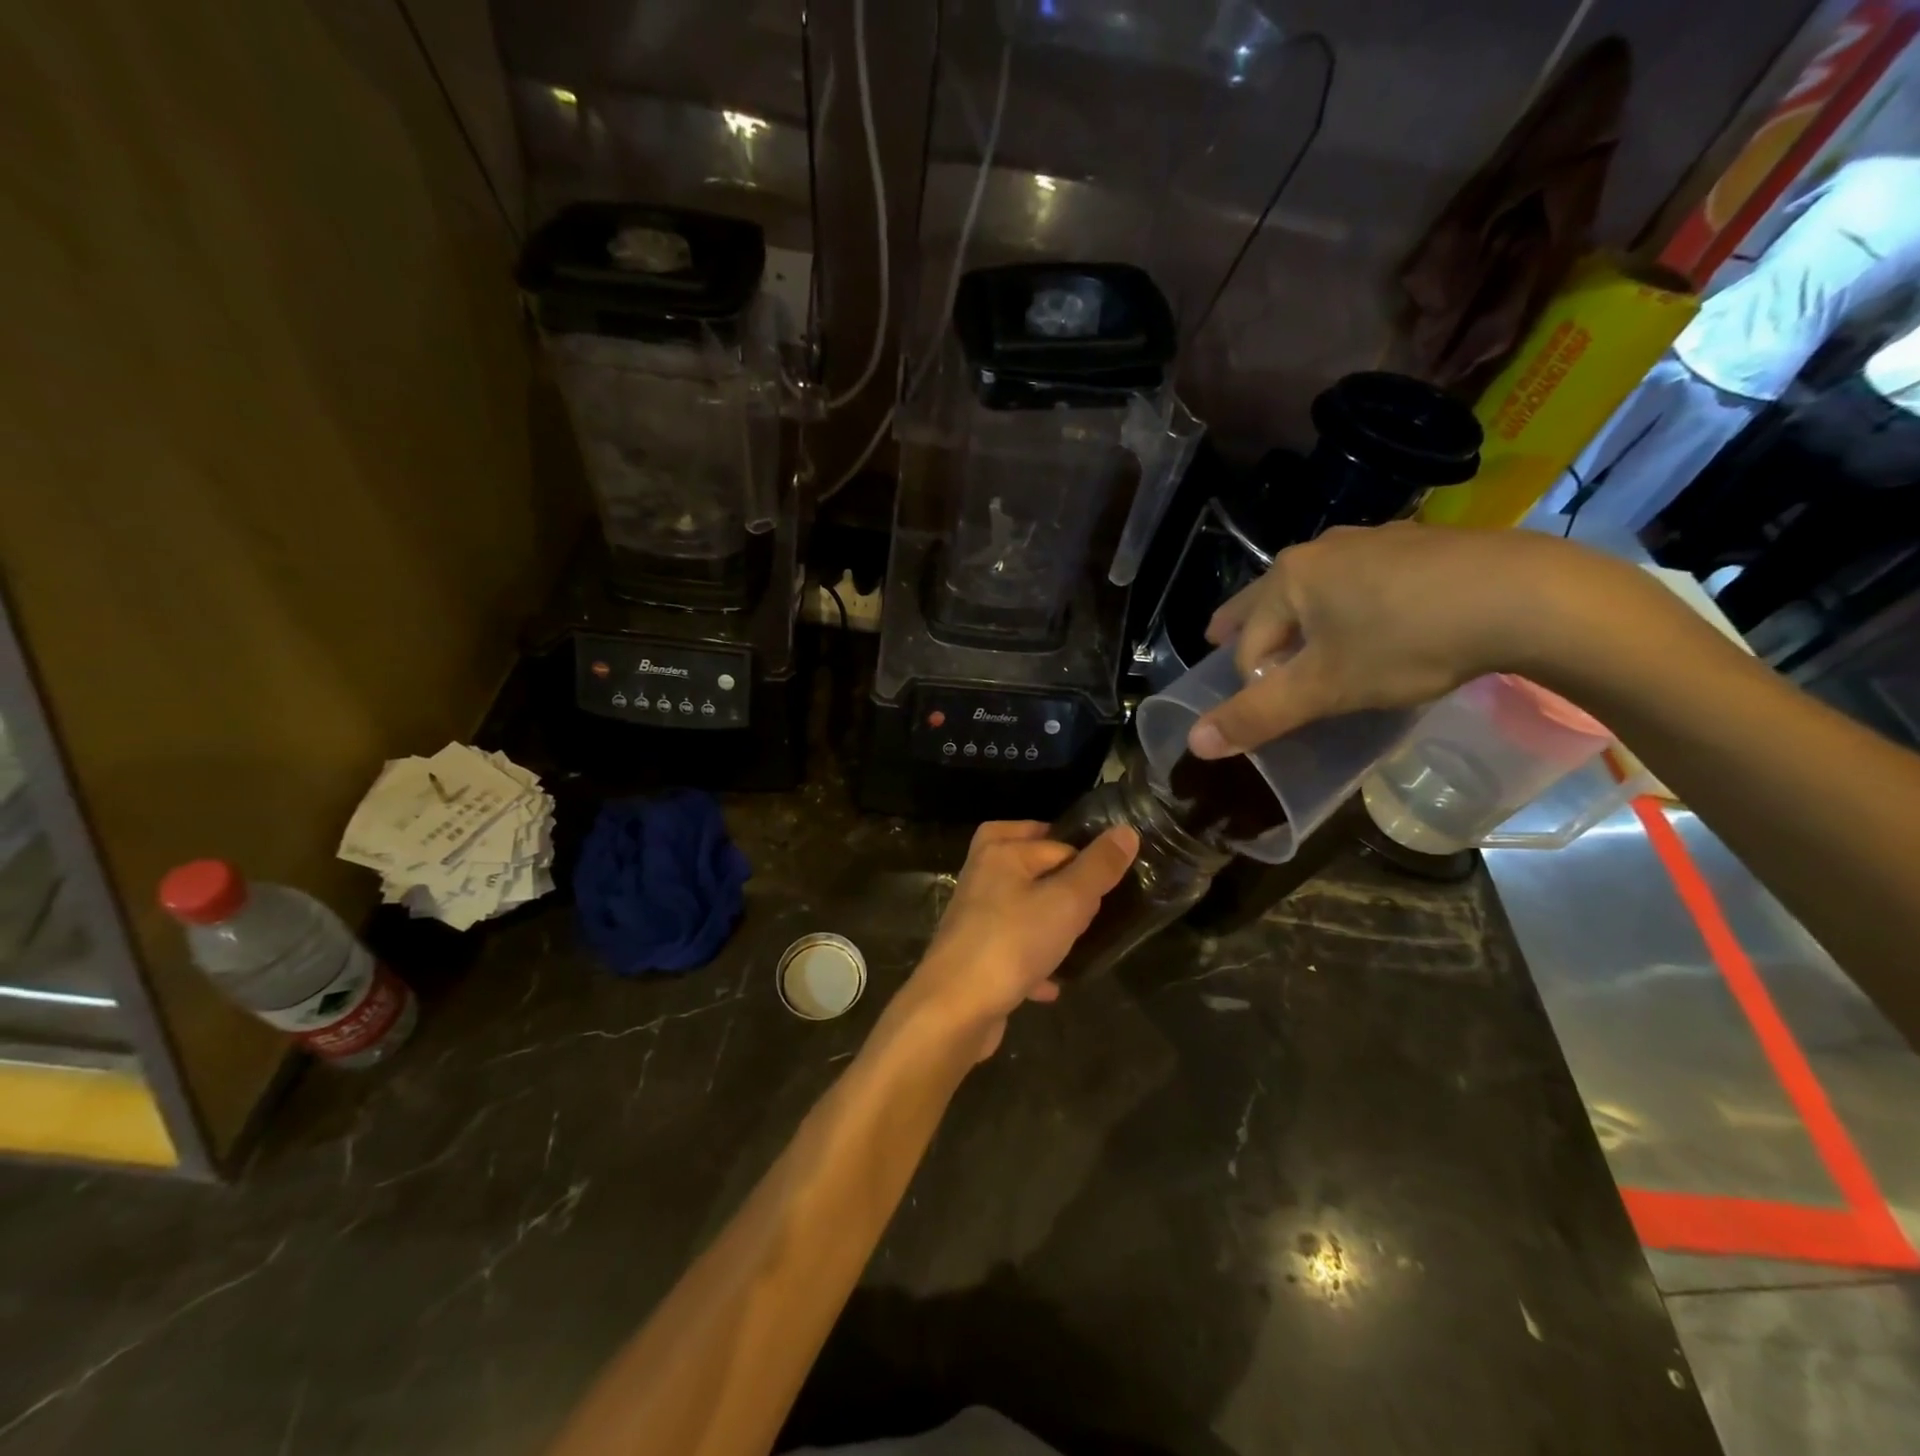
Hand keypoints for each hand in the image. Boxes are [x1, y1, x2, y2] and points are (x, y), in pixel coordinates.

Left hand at [894, 820, 1137, 1059]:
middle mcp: (981, 876)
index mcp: (999, 852)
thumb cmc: (1013, 943)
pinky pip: (1011, 949)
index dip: (1084, 862)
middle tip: (1090, 903)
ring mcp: (974, 917)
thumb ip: (1098, 867)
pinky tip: (1053, 983)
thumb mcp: (1067, 901)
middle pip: (1028, 866)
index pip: (1054, 841)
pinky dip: (1032, 961)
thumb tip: (1125, 831)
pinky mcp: (973, 955)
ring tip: (1078, 939)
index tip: (1106, 888)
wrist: (955, 1008)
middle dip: (1060, 882)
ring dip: (1047, 922)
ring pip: (1020, 907)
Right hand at [1186, 522, 1616, 758]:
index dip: (1250, 678)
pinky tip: (1375, 621)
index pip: (1247, 640)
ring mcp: (1375, 540)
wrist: (1530, 597)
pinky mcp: (1421, 545)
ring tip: (1303, 638)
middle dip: (1246, 623)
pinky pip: (1363, 579)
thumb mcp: (1327, 688)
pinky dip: (1350, 602)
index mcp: (1289, 578)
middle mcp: (1323, 549)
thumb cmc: (1407, 642)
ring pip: (1316, 586)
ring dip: (1301, 614)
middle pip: (1268, 598)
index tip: (1271, 706)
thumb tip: (1194, 743)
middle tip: (1222, 637)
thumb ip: (1258, 715)